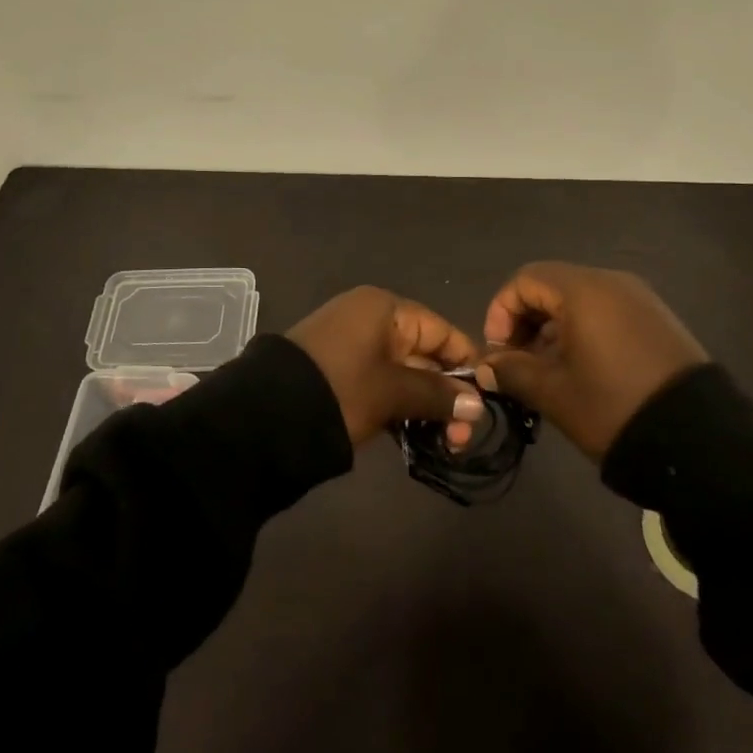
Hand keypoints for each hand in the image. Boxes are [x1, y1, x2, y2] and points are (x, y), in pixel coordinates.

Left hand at [288, 287, 485, 446]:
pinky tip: (418, 436)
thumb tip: (477, 405)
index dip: (466, 363)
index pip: (440, 330)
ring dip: (426, 406)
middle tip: (463, 437)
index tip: (488, 399)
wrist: (265, 417)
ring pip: (404, 374)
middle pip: (424, 354)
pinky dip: (400, 407)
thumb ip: (437, 395)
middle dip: (447, 394)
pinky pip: (382, 384)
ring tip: (446, 444)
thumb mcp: (393, 392)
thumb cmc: (340, 390)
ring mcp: (353, 347)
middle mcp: (370, 320)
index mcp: (383, 309)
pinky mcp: (340, 374)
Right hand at [477, 262, 707, 459]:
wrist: (700, 441)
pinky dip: (583, 331)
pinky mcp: (658, 320)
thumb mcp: (554, 393)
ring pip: (579, 300)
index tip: (498, 352)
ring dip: (553, 329)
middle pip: (552, 286)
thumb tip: (487, 365)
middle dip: (525, 322)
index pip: (525, 280)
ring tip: (548, 372)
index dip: (501, 312)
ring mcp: (640, 299)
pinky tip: (582, 370)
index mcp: (583, 290)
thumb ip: (512, 371)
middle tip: (518, 364)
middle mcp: (612, 282)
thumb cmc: (613, 407)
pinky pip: (607, 312)